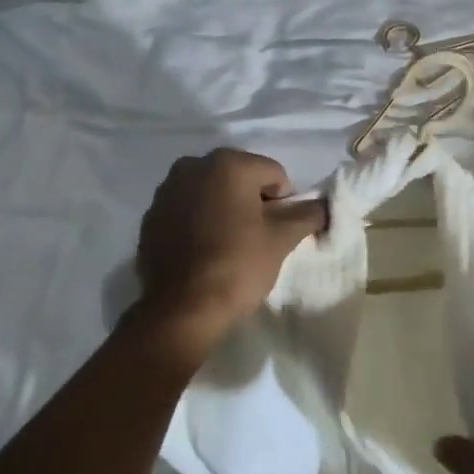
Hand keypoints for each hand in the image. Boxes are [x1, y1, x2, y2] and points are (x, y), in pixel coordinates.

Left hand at [134, 148, 325, 342]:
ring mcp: (166, 191)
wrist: (182, 309)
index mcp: (228, 164)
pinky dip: (198, 222)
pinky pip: (186, 211)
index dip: (283, 202)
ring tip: (229, 244)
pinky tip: (203, 251)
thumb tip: (323, 205)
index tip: (277, 231)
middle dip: (252, 201)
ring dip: (224, 209)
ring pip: (210, 193)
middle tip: (257, 237)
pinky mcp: (150, 217)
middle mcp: (192, 166)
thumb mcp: (283, 239)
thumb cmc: (238, 266)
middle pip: (239, 178)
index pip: (273, 174)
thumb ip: (308, 214)